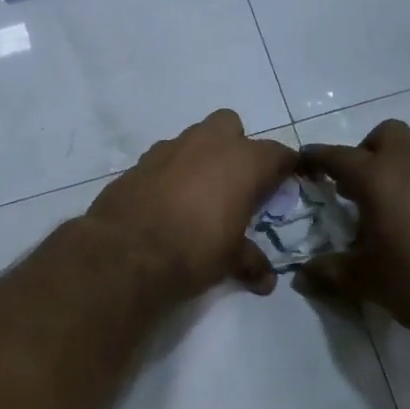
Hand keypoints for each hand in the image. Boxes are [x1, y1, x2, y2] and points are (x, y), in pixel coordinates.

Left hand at [85, 109, 298, 298]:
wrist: (126, 251)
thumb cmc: (194, 250)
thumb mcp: (230, 260)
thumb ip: (250, 262)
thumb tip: (266, 281)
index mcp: (244, 162)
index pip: (278, 154)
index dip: (283, 169)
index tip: (283, 183)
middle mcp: (209, 144)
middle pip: (231, 126)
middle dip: (234, 147)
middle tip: (233, 183)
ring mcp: (170, 148)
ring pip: (193, 139)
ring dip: (199, 158)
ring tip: (197, 194)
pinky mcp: (139, 161)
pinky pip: (164, 158)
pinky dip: (170, 172)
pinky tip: (166, 201)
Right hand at [294, 120, 409, 339]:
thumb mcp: (368, 281)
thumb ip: (330, 273)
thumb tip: (301, 276)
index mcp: (378, 177)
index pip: (335, 156)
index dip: (314, 159)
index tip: (300, 165)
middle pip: (383, 136)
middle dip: (363, 153)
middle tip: (354, 189)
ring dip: (394, 169)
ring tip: (386, 210)